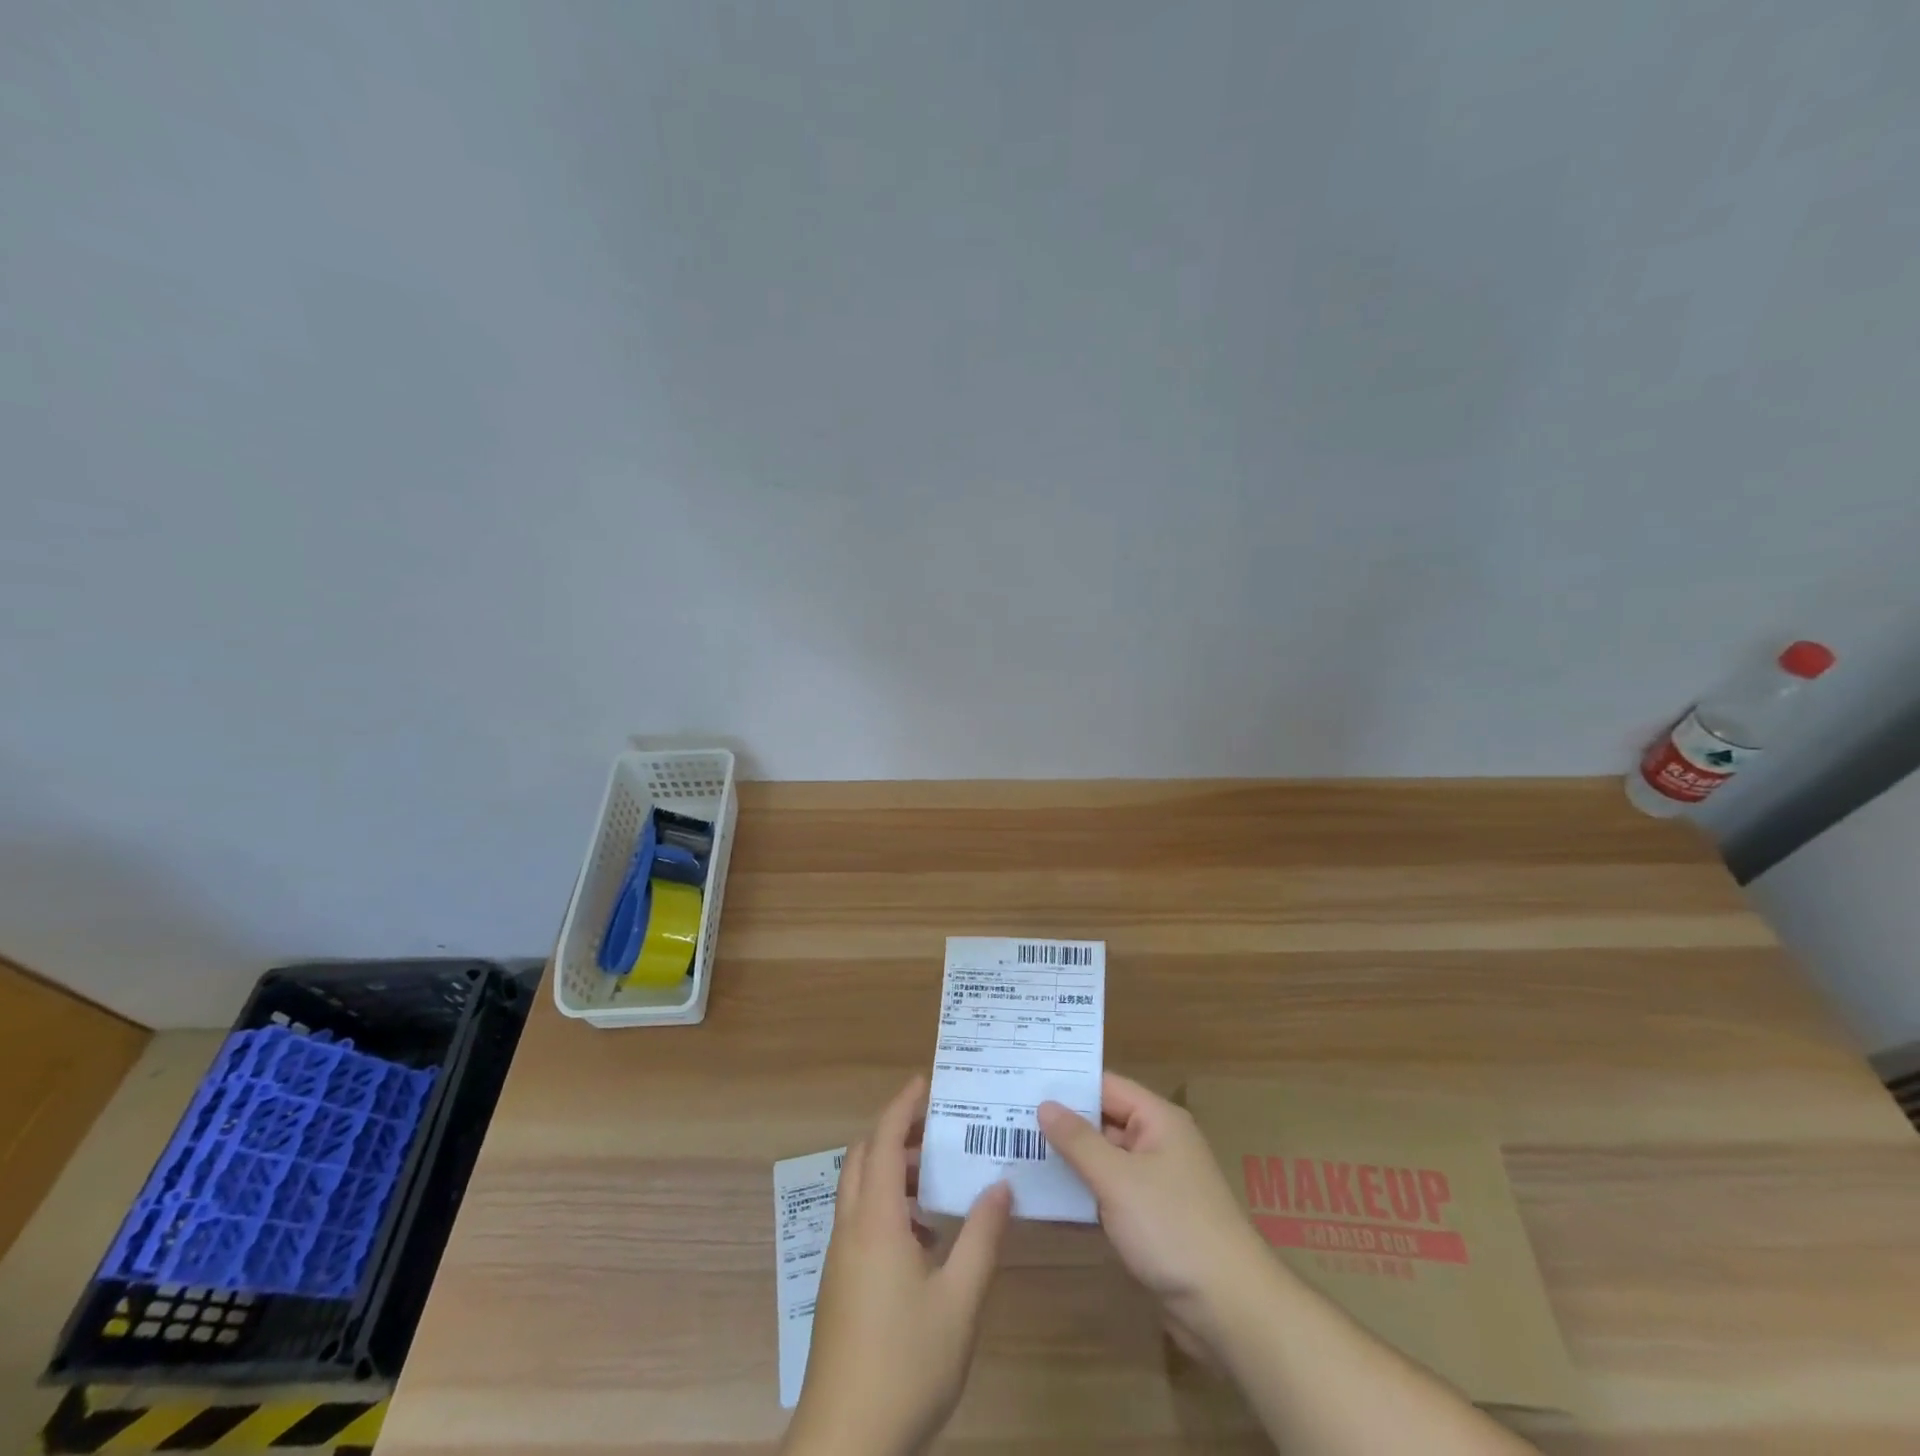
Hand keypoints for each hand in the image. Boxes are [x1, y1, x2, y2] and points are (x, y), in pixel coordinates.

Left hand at [783, 1076, 1012, 1455]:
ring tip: (936, 1180)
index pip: (882, 1141)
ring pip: (859, 1191)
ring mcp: (840, 1259)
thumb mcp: (959, 1300)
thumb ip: (982, 1237)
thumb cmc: (905, 1363)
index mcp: (875, 1220)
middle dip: (895, 1134)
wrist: (846, 1443)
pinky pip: (860, 1222)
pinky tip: (925, 1238)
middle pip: (862, 1158)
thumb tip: (999, 1184)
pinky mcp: (839, 1286)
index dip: (902, 1106)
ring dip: (891, 1172)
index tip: (926, 1082)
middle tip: (936, 1129)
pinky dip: (887, 1207)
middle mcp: (850, 1229)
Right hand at [1038, 1073, 1272, 1351]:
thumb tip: (1045, 1104)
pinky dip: (1083, 1193)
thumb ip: (1078, 1140)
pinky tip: (1046, 1196)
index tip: (1023, 1081)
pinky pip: (1109, 1193)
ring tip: (1016, 1152)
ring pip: (1103, 1160)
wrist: (1229, 1308)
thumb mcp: (1118, 1179)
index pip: (1106, 1086)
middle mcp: (1158, 1143)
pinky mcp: (1150, 1220)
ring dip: (1069, 1160)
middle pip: (1103, 1121)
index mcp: (1158, 1120)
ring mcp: (1155, 1183)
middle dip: (1061, 1123)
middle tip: (1008, 1117)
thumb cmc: (1173, 1227)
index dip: (1067, 1084)